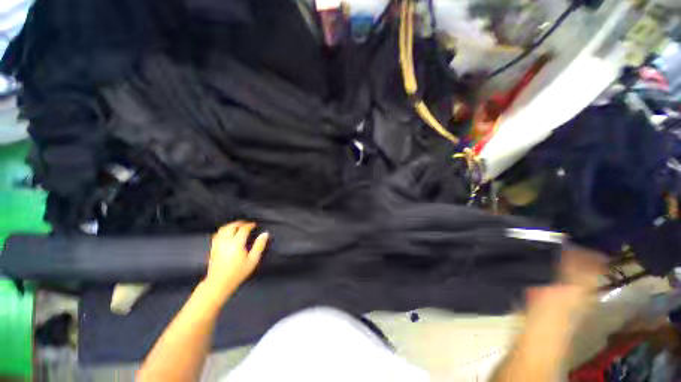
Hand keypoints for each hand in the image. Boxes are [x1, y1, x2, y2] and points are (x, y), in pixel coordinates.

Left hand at [202, 221, 268, 300]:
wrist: (219, 283)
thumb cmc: (238, 272)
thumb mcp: (253, 260)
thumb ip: (259, 245)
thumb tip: (265, 234)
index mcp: (237, 243)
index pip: (243, 229)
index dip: (250, 225)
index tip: (254, 225)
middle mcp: (226, 241)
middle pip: (231, 227)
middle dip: (239, 223)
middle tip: (246, 224)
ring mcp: (217, 244)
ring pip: (223, 229)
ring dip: (231, 225)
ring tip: (237, 226)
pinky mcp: (213, 248)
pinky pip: (217, 235)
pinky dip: (223, 231)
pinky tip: (226, 233)